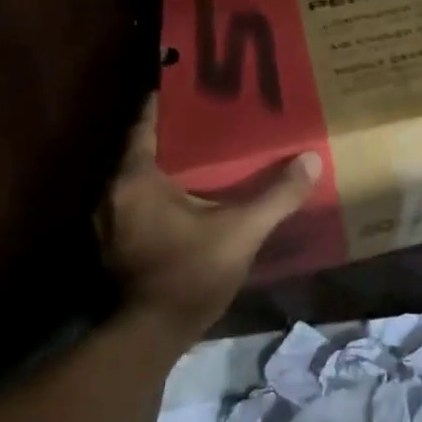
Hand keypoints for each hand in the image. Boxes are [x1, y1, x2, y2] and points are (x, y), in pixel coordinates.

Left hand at [97, 96, 322, 343]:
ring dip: (169, 164)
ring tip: (207, 152)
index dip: (170, 101)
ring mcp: (110, 220)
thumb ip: (277, 196)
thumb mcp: (242, 232)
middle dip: (177, 132)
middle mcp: (113, 192)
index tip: (197, 85)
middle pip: (145, 147)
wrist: (150, 336)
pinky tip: (191, 196)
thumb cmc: (190, 275)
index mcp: (136, 178)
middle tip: (214, 117)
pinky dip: (161, 191)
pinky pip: (139, 201)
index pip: (148, 122)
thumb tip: (311, 159)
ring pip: (141, 176)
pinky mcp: (115, 243)